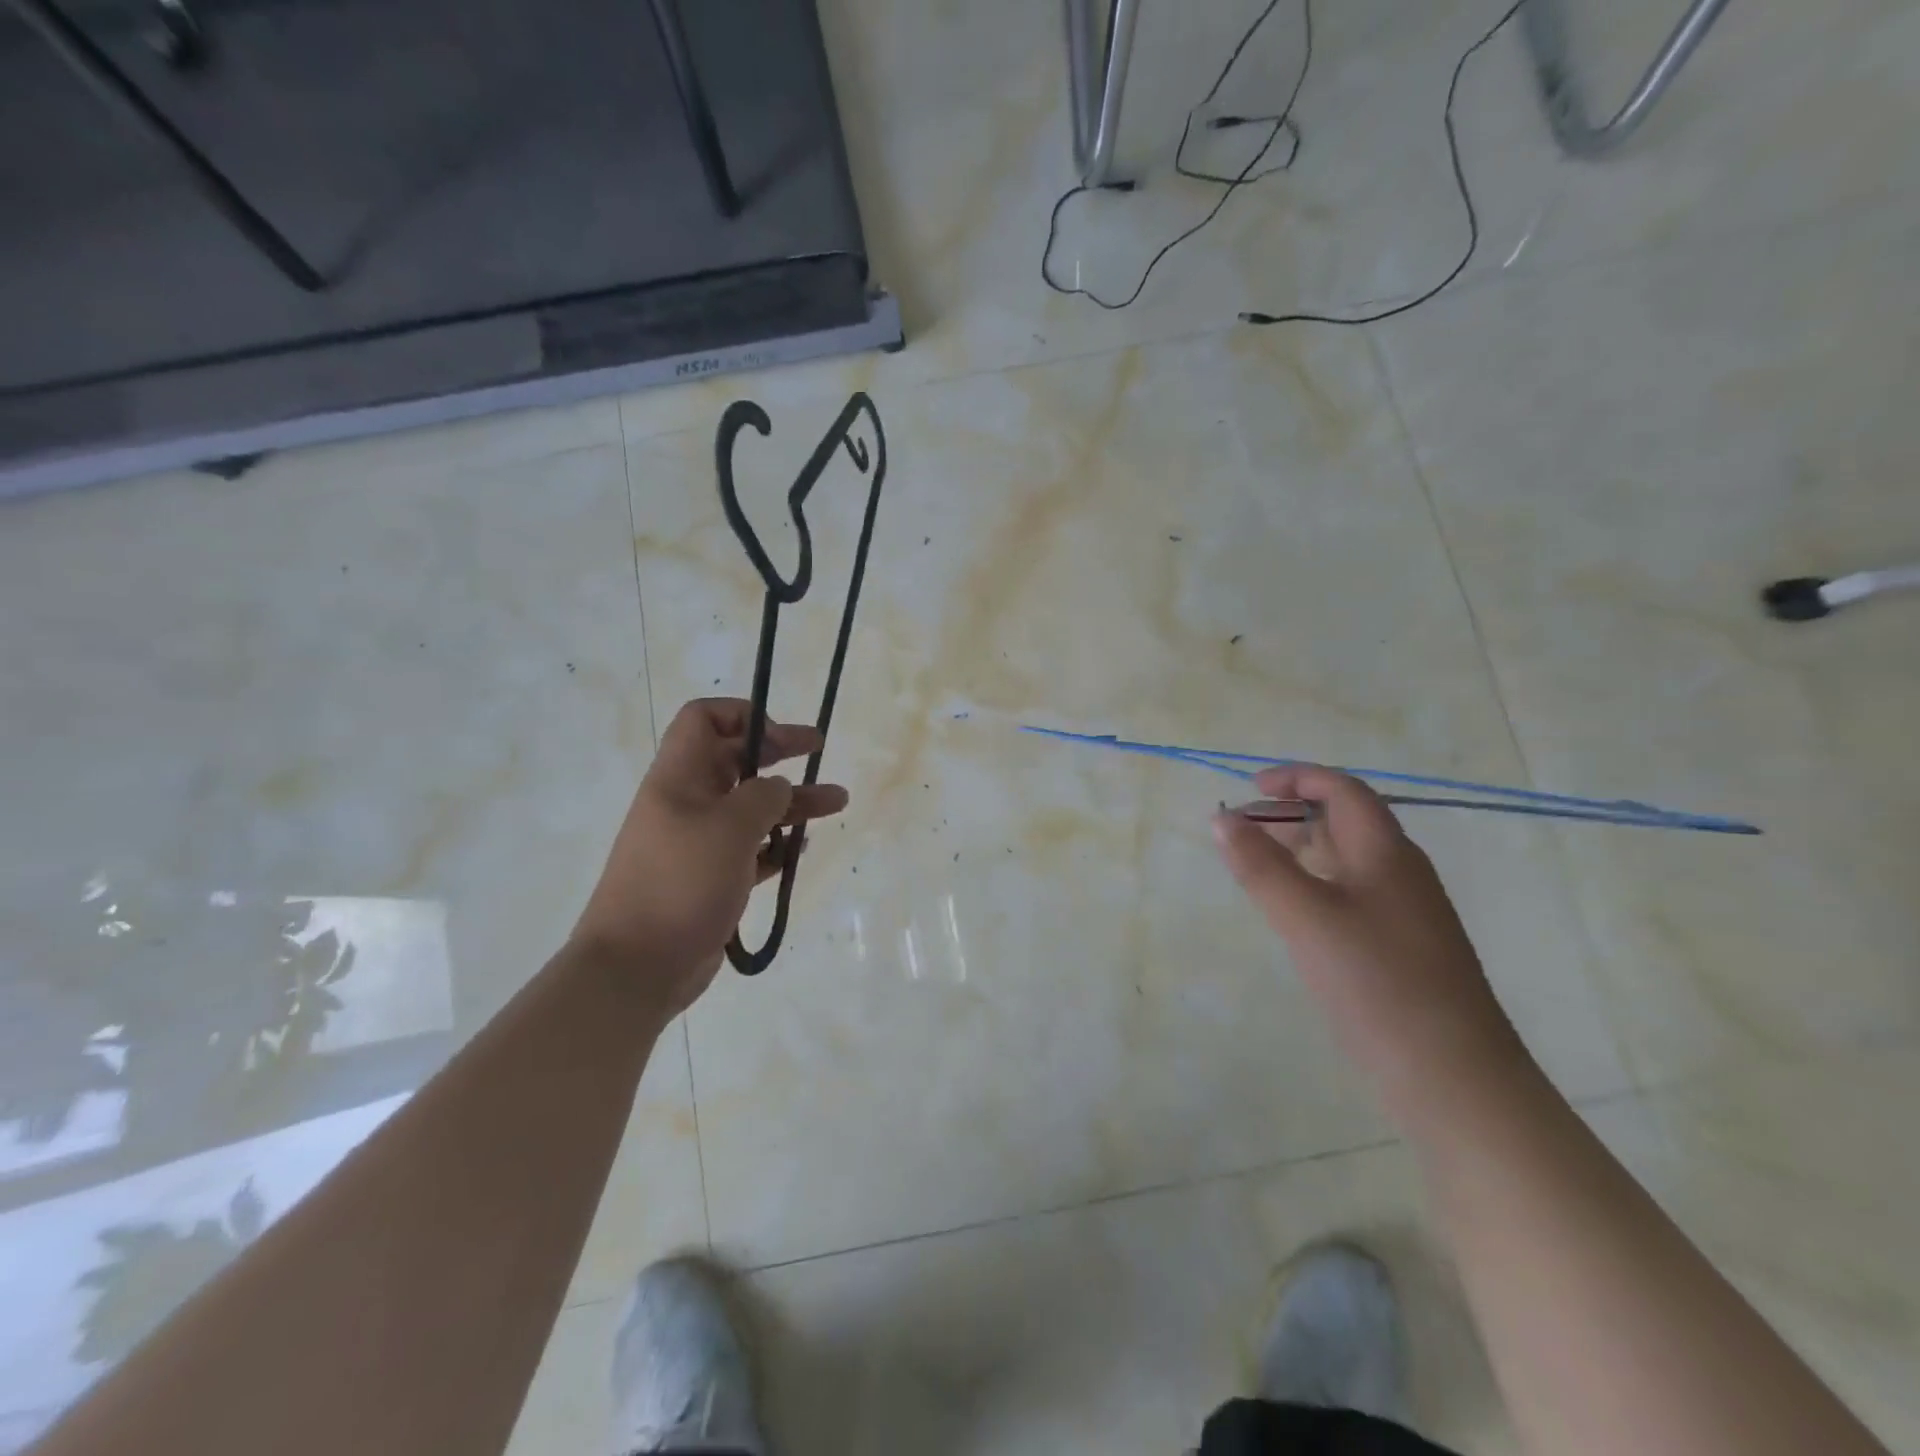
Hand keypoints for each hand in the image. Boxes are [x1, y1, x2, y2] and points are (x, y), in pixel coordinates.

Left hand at [573, 698, 849, 1016]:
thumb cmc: (682, 882)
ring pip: (750, 807)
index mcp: (679, 777)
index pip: (704, 719)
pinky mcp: (709, 878)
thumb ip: (763, 796)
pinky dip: (776, 844)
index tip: (781, 738)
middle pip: (736, 761)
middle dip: (780, 753)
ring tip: (838, 802)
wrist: (637, 966)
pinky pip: (749, 849)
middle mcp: (687, 802)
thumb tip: (778, 789)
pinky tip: (801, 849)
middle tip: (818, 751)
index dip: (744, 715)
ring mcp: (697, 842)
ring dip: (792, 801)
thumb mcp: (731, 827)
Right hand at [1213, 765, 1524, 1102]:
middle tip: (1242, 830)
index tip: (1249, 788)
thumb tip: (1222, 818)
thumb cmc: (1377, 984)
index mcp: (1387, 853)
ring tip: (1257, 866)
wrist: (1453, 1078)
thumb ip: (1260, 865)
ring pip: (1348, 859)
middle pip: (1346, 820)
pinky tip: (1294, 913)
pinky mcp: (1402, 947)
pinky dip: (1315, 884)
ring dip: (1302, 849)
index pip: (1342, 790)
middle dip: (1292, 813)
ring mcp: (1406, 912)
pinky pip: (1352, 894)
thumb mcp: (1306, 918)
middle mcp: (1401, 872)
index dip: (1296, 777)